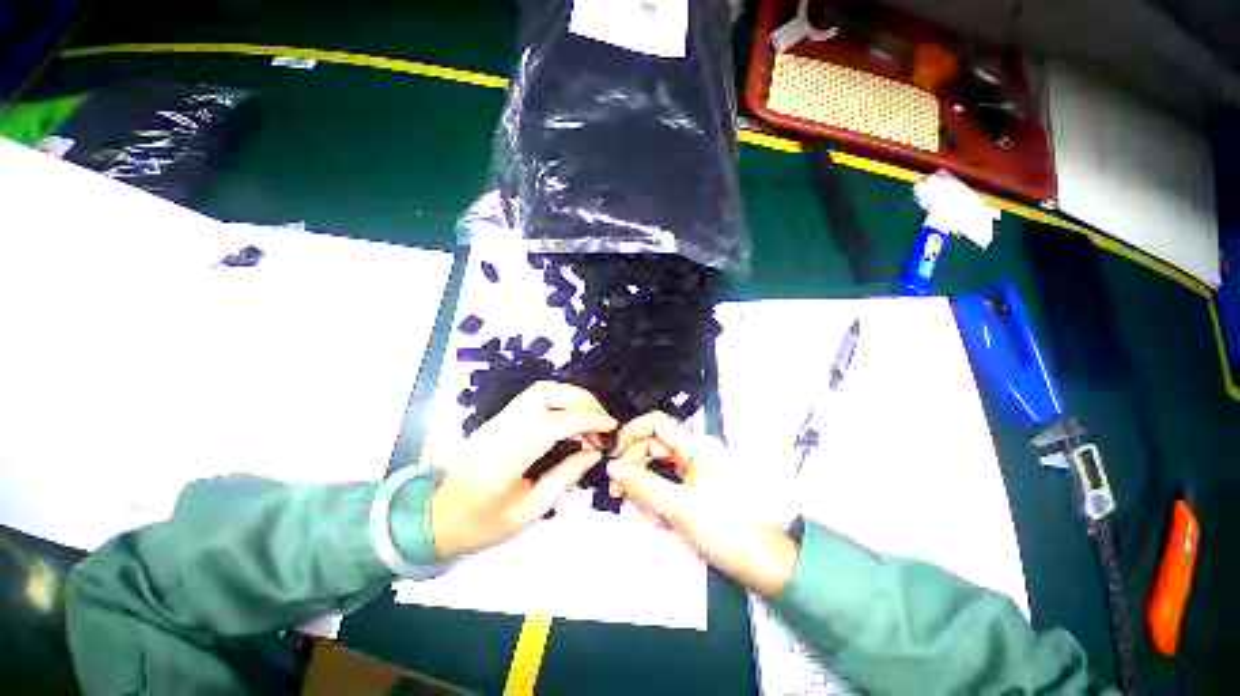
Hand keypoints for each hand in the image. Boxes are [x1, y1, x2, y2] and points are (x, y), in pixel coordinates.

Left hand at [431, 382, 616, 558]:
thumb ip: (565, 478)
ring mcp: (496, 420)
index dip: (587, 420)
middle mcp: (499, 429)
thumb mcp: (529, 512)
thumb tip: (594, 452)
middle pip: (546, 393)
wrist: (436, 519)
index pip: (554, 423)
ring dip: (571, 396)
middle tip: (602, 421)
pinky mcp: (498, 419)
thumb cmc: (482, 524)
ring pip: (540, 390)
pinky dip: (559, 401)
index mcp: (505, 458)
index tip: (610, 428)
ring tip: (590, 418)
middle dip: (582, 400)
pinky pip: (533, 398)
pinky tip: (570, 419)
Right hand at [607, 412, 798, 596]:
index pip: (655, 425)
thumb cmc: (726, 531)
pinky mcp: (692, 486)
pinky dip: (655, 498)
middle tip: (619, 493)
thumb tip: (612, 466)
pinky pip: (664, 483)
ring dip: (644, 488)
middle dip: (634, 468)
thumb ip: (643, 484)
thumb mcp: (680, 507)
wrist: (761, 564)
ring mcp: (693, 469)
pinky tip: (657, 519)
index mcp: (696, 446)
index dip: (631, 435)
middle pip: (652, 446)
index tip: (613, 457)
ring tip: (647, 514)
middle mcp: (694, 451)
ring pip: (655, 466)